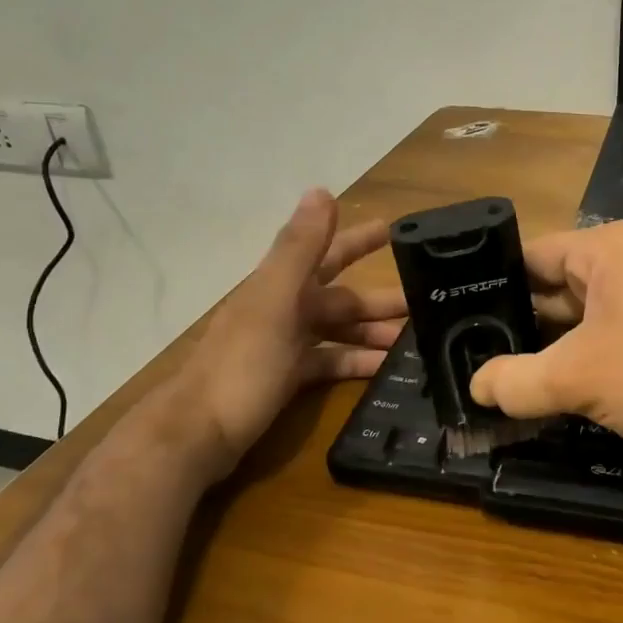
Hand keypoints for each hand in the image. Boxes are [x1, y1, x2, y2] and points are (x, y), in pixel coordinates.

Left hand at [172, 189, 405, 471]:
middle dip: (379, 297)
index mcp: (282, 285)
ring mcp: (284, 345)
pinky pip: (330, 363)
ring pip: (338, 330)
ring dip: (373, 332)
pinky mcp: (286, 379)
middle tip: (424, 301)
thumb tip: (321, 190)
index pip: (329, 252)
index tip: (395, 231)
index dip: (359, 240)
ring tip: (414, 342)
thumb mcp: (275, 301)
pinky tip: (384, 370)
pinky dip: (356, 363)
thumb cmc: (241, 365)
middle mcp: (284, 309)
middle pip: (341, 296)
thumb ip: (300, 248)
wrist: (198, 433)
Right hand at [468, 220, 622, 470]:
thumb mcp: (579, 378)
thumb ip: (517, 381)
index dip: (494, 286)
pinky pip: (618, 329)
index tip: (463, 319)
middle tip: (481, 356)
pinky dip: (591, 353)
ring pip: (588, 312)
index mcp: (607, 249)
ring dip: (557, 344)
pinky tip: (570, 386)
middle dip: (523, 321)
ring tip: (515, 376)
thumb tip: (477, 387)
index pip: (531, 254)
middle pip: (558, 284)